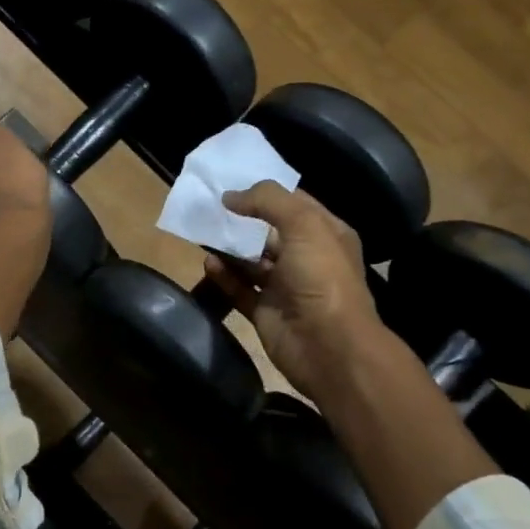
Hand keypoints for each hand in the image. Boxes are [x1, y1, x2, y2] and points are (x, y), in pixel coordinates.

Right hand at [202, 181, 382, 398]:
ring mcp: (285, 287)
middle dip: (243, 219)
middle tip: (209, 206)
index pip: (296, 204)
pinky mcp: (265, 312)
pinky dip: (224, 276)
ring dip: (229, 248)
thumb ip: (268, 201)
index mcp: (326, 234)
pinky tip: (208, 262)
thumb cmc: (321, 278)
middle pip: (269, 232)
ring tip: (202, 232)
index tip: (233, 182)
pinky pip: (239, 288)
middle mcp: (306, 259)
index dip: (267, 192)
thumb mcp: (304, 224)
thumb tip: (230, 196)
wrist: (327, 346)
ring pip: (251, 261)